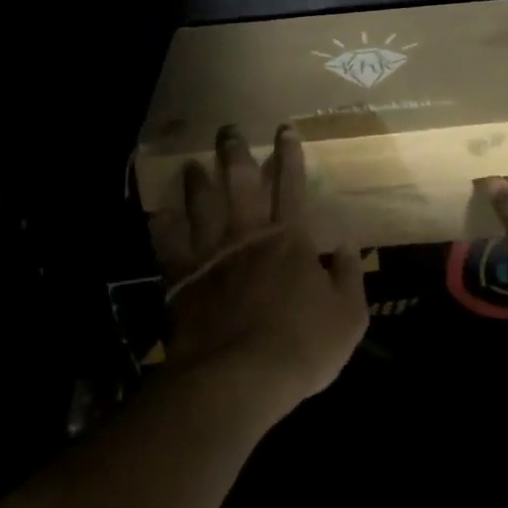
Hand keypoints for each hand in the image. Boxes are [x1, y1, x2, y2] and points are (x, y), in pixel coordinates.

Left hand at [149, 124, 367, 417]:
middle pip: (240, 183)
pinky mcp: (182, 279)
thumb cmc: (301, 346)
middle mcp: (247, 235)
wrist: (238, 377)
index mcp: (288, 239)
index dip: (290, 156)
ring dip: (197, 181)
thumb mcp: (348, 315)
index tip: (284, 129)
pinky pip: (168, 245)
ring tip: (192, 163)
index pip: (291, 186)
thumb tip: (349, 245)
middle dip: (236, 153)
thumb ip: (350, 276)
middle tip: (228, 129)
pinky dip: (163, 227)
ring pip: (201, 205)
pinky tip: (158, 213)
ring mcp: (211, 254)